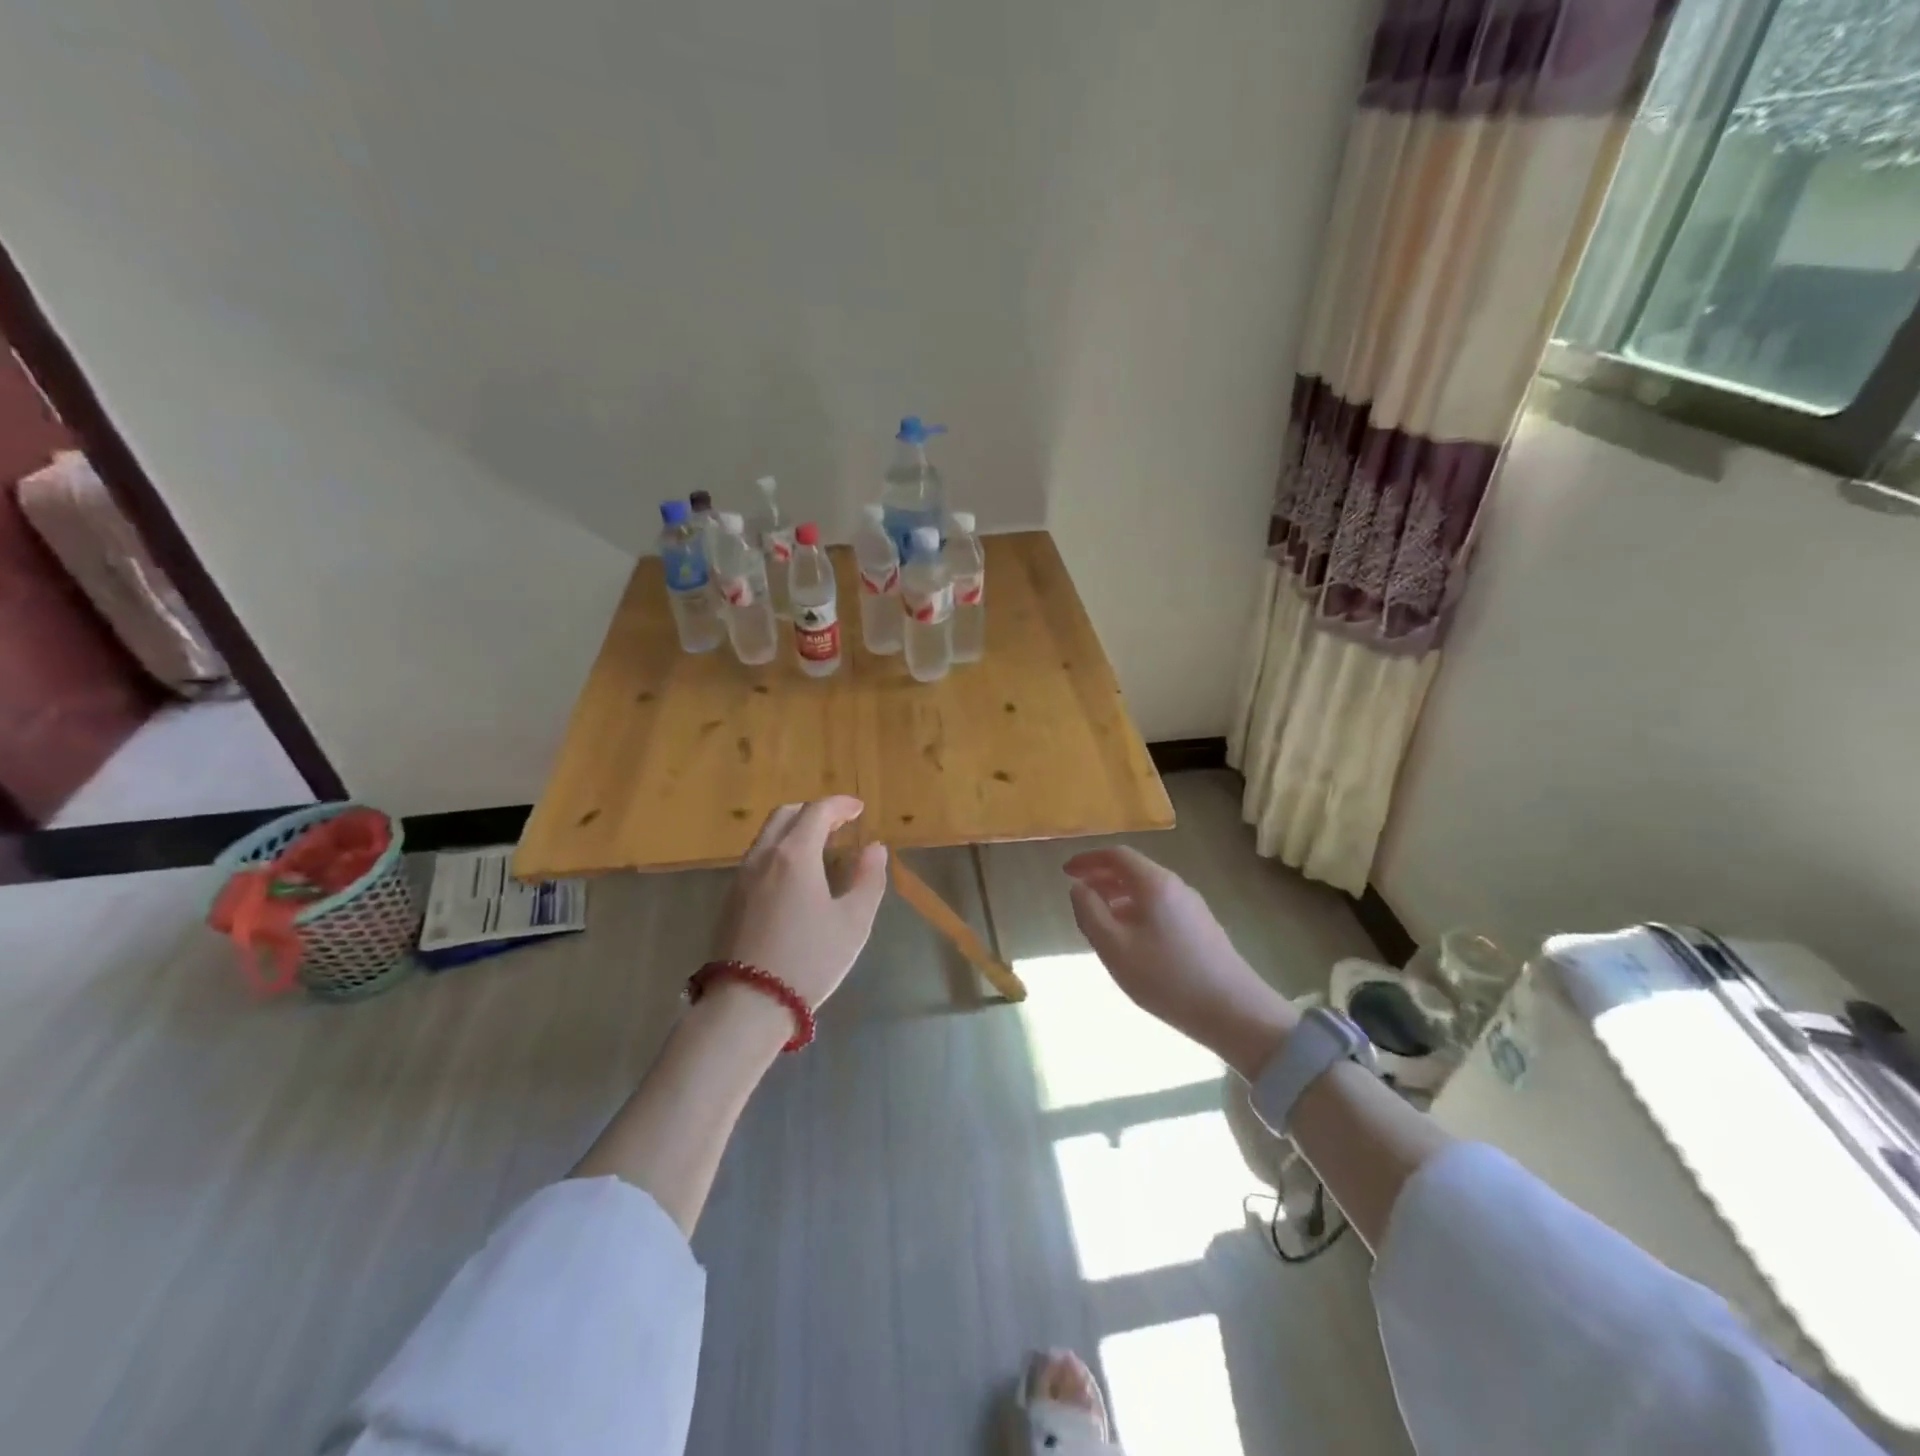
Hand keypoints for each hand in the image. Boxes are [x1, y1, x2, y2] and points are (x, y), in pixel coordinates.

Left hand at [709, 797, 888, 1013]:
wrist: (747, 1004)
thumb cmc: (809, 960)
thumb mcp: (853, 922)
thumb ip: (868, 879)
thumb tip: (874, 848)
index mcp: (794, 855)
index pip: (817, 811)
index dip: (840, 805)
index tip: (858, 809)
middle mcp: (763, 857)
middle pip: (785, 815)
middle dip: (814, 812)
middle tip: (839, 824)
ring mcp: (741, 878)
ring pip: (767, 836)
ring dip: (794, 830)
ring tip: (819, 848)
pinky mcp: (729, 900)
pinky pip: (757, 858)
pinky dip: (779, 851)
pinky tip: (794, 877)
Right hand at [1063, 847, 1297, 1078]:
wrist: (1235, 1012)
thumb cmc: (1167, 977)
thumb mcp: (1115, 947)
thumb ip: (1090, 913)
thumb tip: (1078, 887)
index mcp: (1154, 883)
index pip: (1117, 855)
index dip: (1088, 859)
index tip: (1066, 872)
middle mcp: (1176, 887)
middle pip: (1134, 870)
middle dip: (1102, 878)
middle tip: (1079, 895)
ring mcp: (1193, 907)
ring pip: (1148, 890)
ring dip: (1119, 896)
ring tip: (1100, 920)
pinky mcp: (1203, 928)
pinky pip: (1161, 907)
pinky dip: (1137, 911)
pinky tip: (1132, 940)